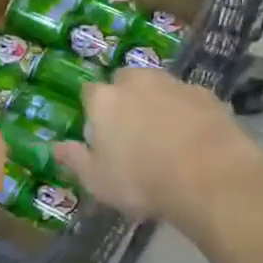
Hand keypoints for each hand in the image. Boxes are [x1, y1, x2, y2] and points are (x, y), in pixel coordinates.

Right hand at [55, 68, 261, 225]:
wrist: (209, 175)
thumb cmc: (142, 180)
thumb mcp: (98, 181)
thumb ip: (75, 160)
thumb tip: (54, 146)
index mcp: (105, 100)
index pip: (89, 93)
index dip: (94, 111)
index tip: (100, 133)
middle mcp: (137, 81)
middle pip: (125, 81)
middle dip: (126, 98)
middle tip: (133, 132)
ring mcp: (173, 84)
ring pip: (158, 86)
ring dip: (157, 102)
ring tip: (166, 135)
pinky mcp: (205, 94)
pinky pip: (188, 99)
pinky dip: (187, 112)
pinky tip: (194, 138)